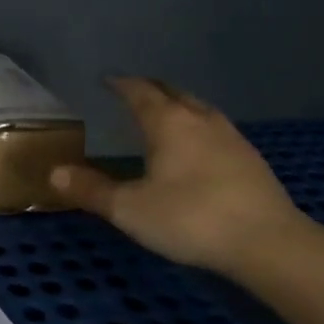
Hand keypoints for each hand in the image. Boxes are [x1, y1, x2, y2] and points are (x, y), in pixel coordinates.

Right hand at [49, 77, 308, 278]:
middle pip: (172, 92)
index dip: (121, 84)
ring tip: (165, 115)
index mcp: (168, 122)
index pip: (139, 91)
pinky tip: (199, 148)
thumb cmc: (191, 218)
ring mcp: (231, 136)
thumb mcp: (130, 209)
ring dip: (178, 105)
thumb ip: (91, 189)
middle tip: (133, 93)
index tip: (108, 80)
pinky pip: (216, 129)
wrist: (269, 243)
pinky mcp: (251, 158)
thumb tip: (54, 173)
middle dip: (150, 89)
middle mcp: (199, 119)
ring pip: (198, 108)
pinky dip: (199, 127)